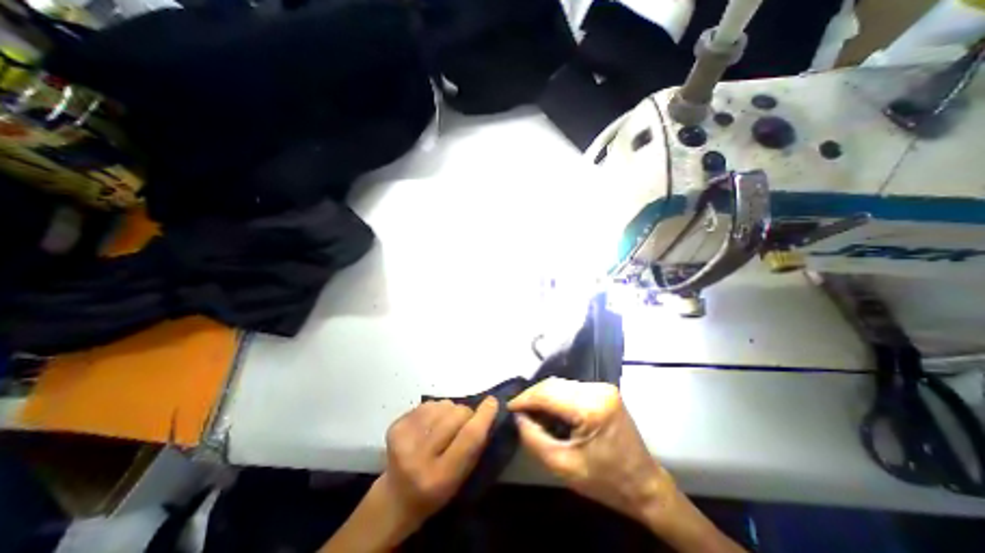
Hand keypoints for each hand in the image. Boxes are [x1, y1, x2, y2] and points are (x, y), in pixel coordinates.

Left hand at [323, 397, 500, 552]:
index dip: (483, 416)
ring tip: (445, 424)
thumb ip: (475, 446)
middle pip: (455, 415)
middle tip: (465, 421)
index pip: (468, 437)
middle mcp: (418, 457)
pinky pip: (428, 404)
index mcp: (439, 477)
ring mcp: (403, 439)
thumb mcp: (461, 477)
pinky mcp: (395, 426)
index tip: (492, 402)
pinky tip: (431, 423)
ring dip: (450, 410)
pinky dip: (436, 409)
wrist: (396, 497)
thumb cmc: (436, 490)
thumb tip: (487, 410)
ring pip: (442, 405)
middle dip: (466, 413)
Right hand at [508, 378, 678, 528]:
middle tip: (518, 411)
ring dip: (544, 396)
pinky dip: (556, 397)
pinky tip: (549, 409)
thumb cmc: (605, 481)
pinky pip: (571, 388)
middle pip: (554, 384)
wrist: (644, 485)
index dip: (525, 398)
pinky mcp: (603, 390)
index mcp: (591, 407)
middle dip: (533, 396)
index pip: (548, 393)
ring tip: (531, 412)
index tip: (508, 407)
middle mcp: (598, 389)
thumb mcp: (563, 467)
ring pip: (561, 384)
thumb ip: (534, 439)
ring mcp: (602, 387)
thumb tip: (518, 417)